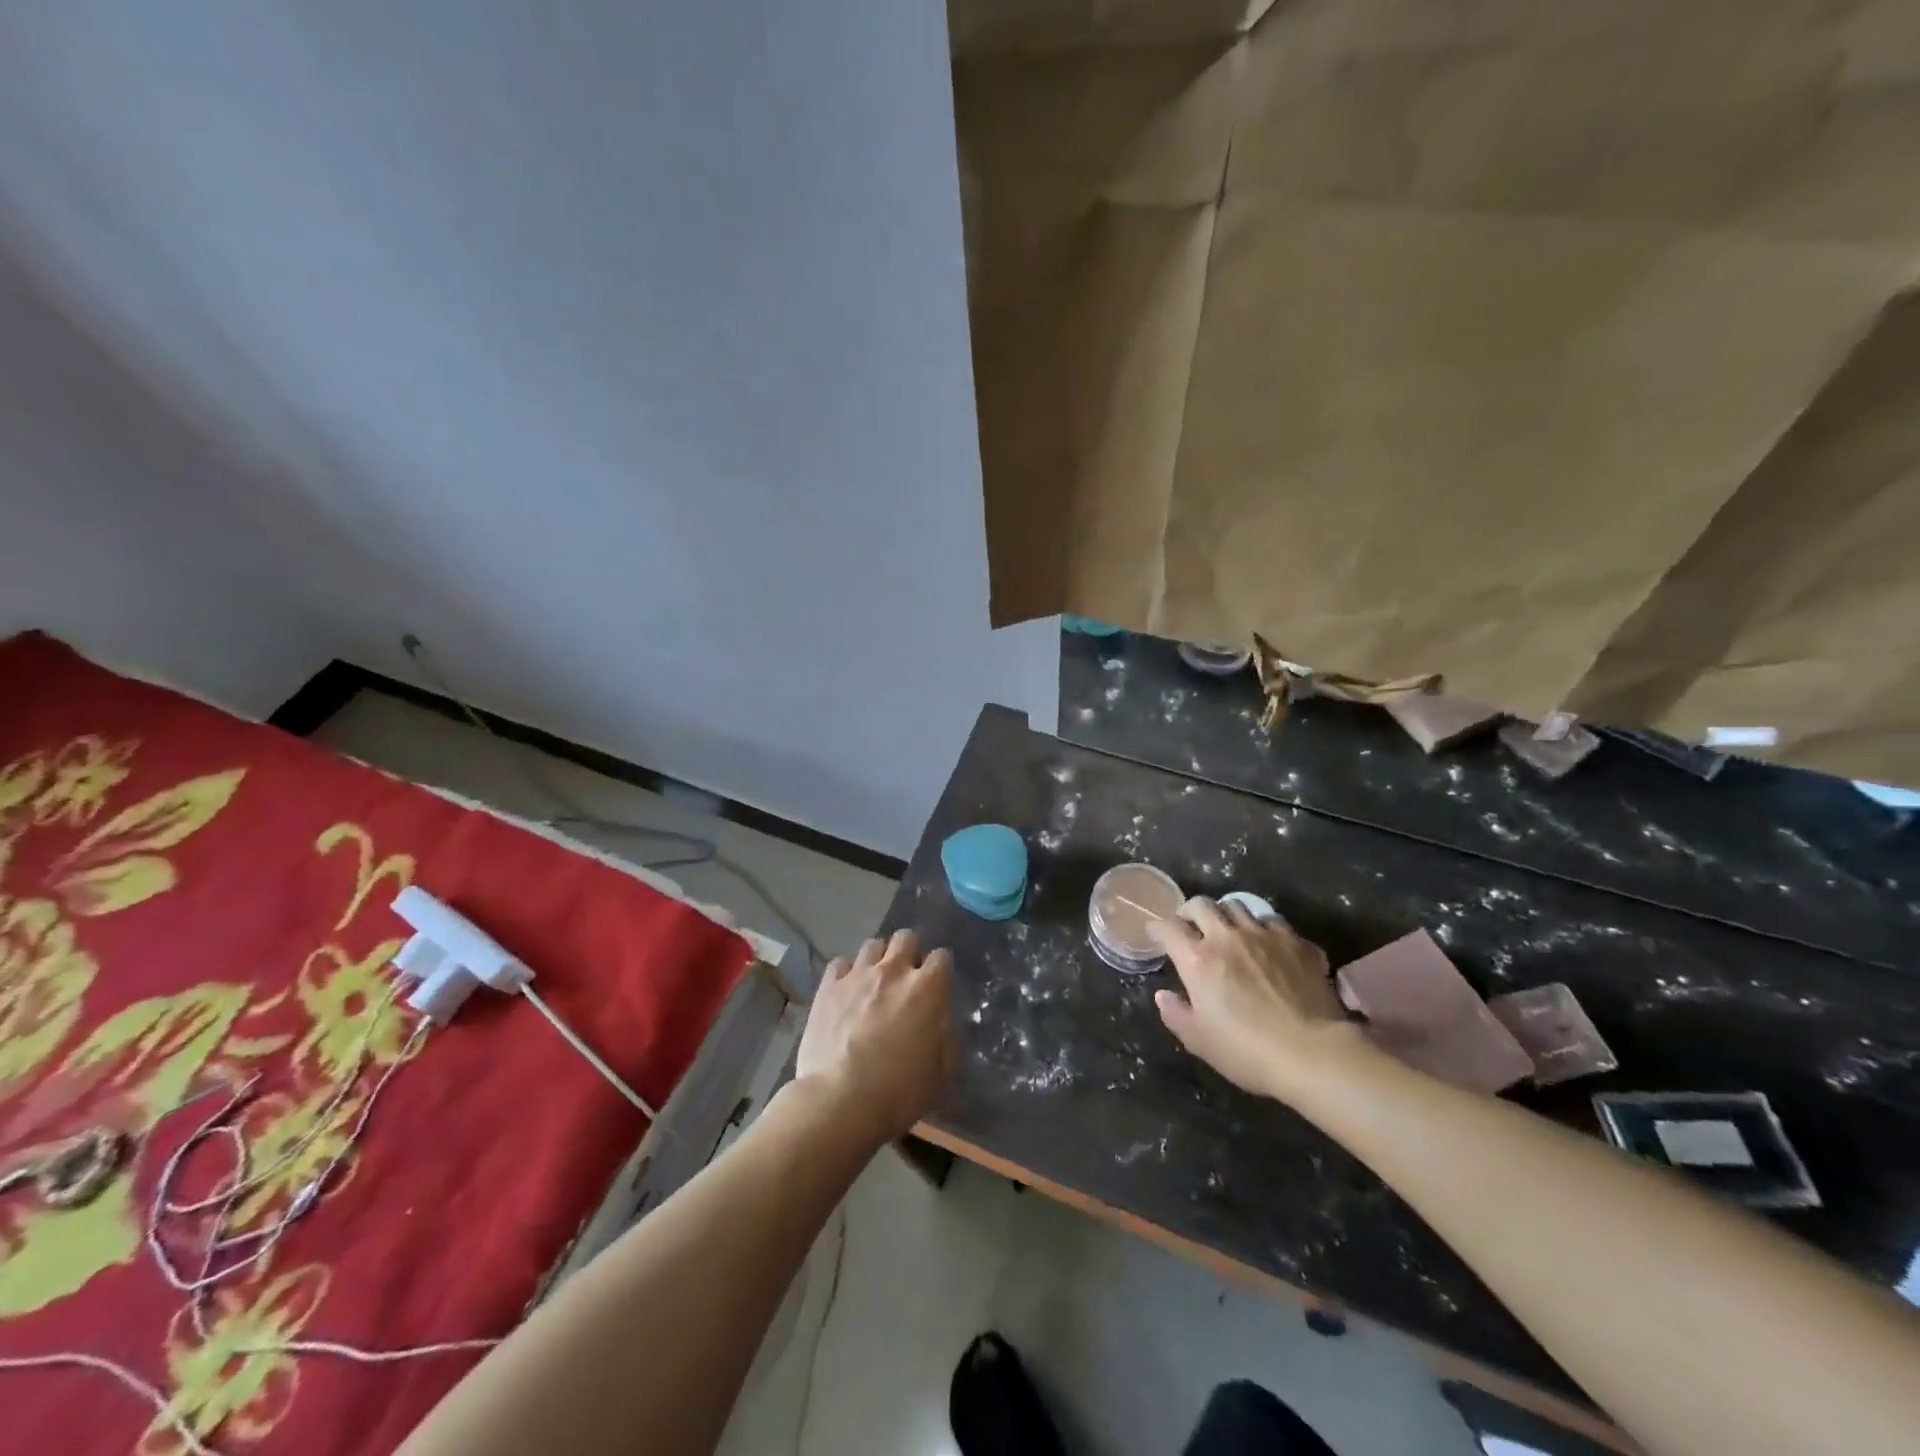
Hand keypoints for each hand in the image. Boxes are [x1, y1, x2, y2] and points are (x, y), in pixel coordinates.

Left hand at [795, 929, 954, 1145]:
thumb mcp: (940, 1074)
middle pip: (906, 938)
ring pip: (873, 945)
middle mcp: (893, 971)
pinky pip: (840, 963)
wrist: (838, 1102)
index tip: (936, 986)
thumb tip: (941, 1021)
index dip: (940, 970)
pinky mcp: (828, 987)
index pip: (941, 957)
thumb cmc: (897, 1092)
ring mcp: (857, 975)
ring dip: (879, 959)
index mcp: (926, 989)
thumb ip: (946, 1038)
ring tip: (875, 981)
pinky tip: (846, 991)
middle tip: (905, 979)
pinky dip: (847, 973)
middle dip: (909, 952)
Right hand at [1147, 897, 1358, 1104]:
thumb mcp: (1200, 1041)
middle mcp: (1227, 938)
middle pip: (1201, 905)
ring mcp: (1264, 935)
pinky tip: (1268, 945)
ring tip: (1229, 930)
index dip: (1157, 928)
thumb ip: (1176, 1014)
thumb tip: (1163, 995)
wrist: (1313, 1053)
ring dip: (1226, 915)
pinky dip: (1264, 928)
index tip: (1156, 934)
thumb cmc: (1248, 1051)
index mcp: (1198, 960)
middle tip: (1190, 926)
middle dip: (1189, 911)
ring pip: (1237, 906)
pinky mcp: (1296, 942)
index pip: (1168, 928)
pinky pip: (1273, 921)